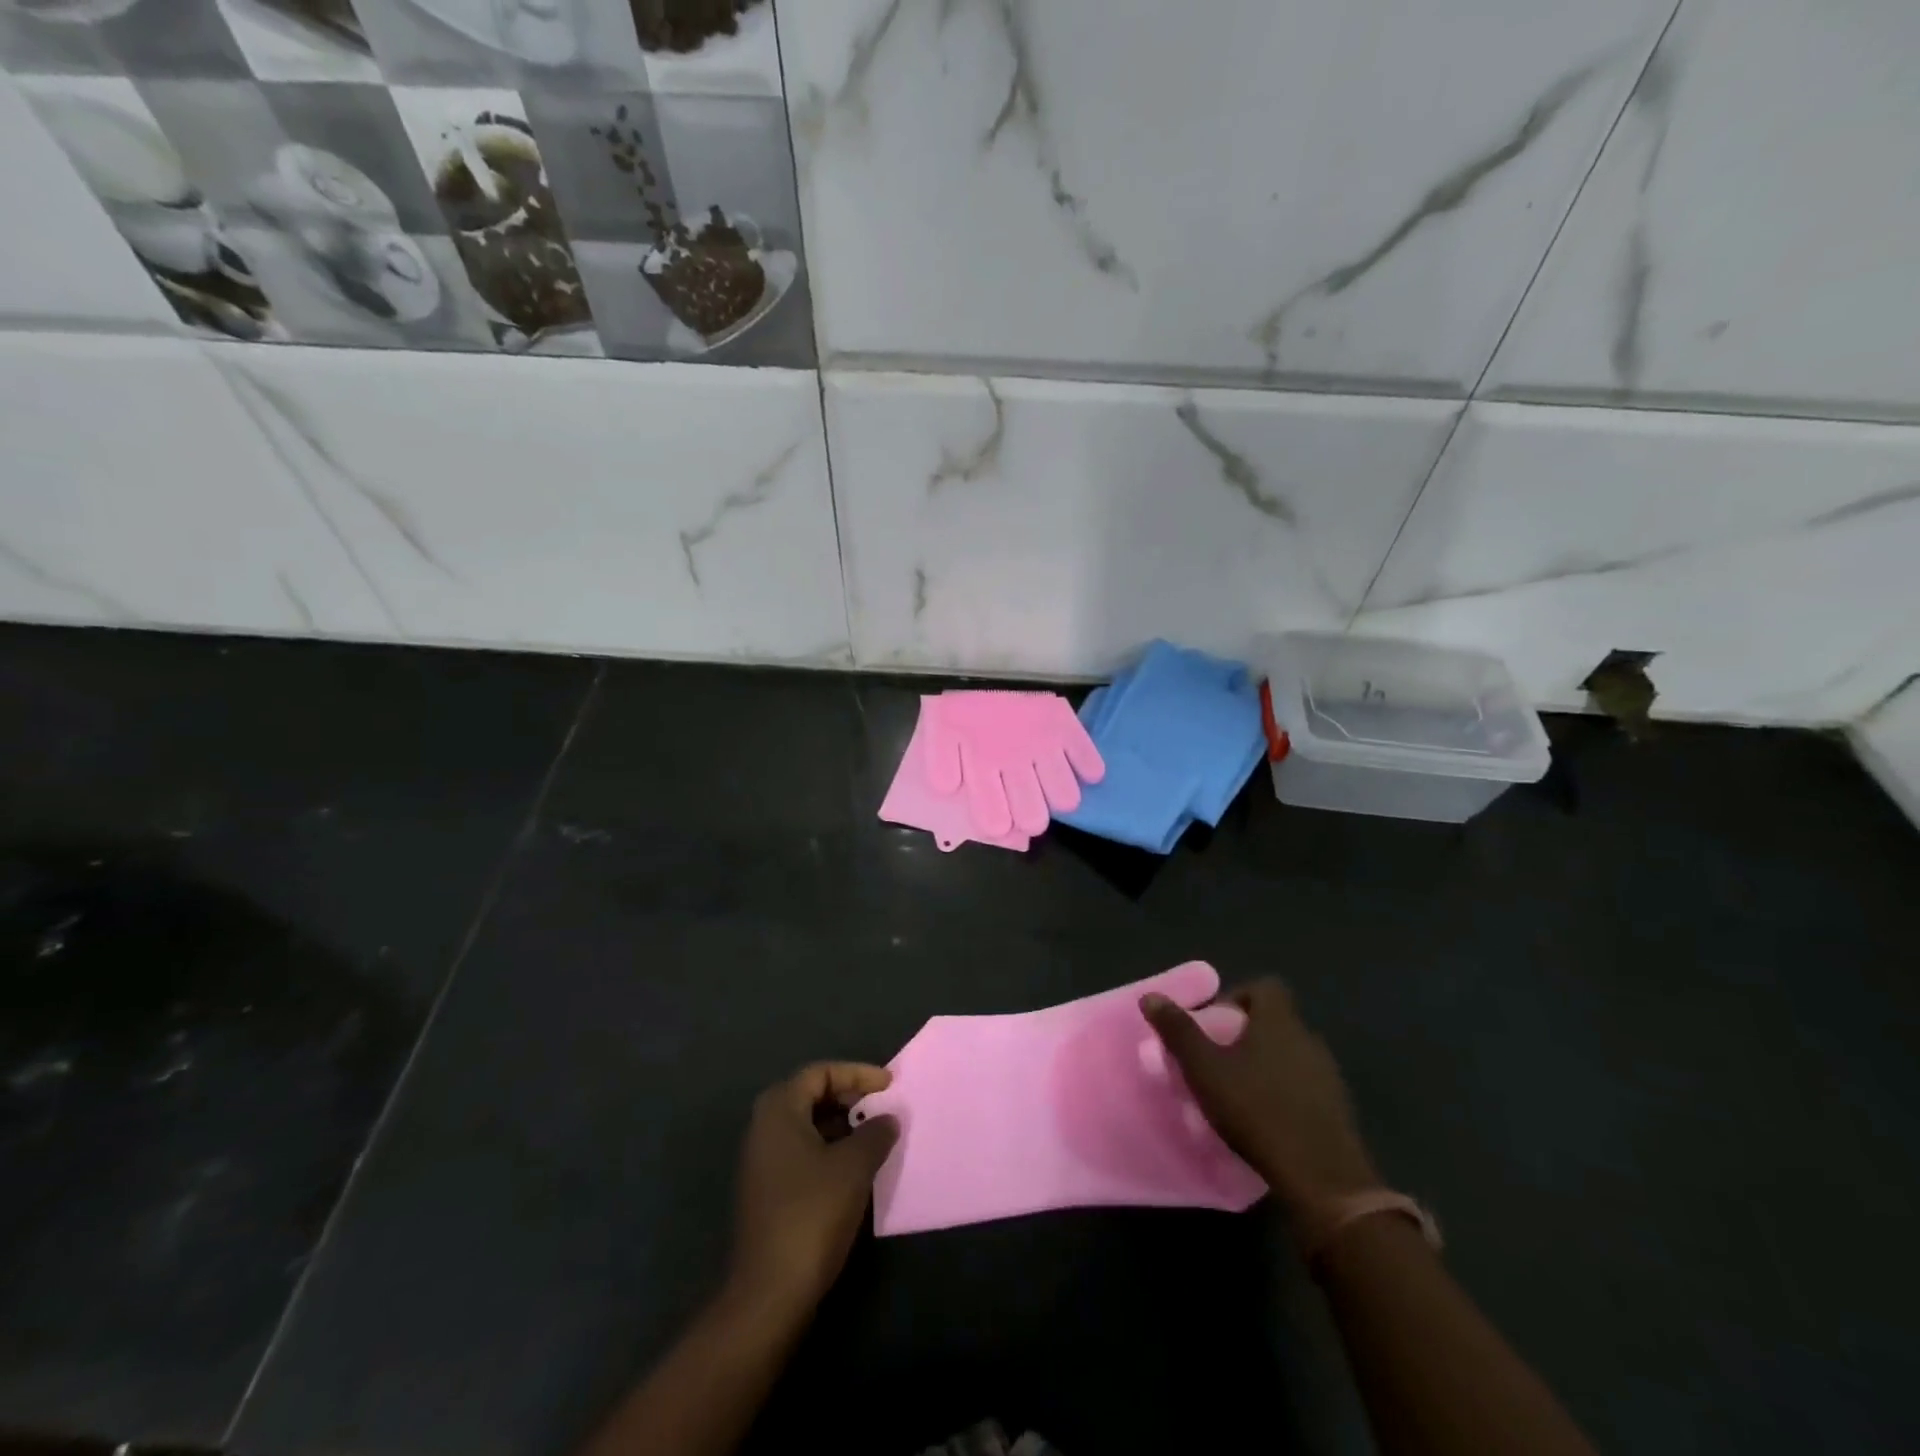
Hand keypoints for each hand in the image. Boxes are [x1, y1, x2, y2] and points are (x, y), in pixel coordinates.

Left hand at [728, 1063, 899, 1315]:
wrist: (770, 1293)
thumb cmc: (812, 1213)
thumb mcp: (854, 1166)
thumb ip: (875, 1133)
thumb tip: (887, 1118)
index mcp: (779, 1110)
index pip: (820, 1073)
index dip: (857, 1073)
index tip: (889, 1085)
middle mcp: (763, 1128)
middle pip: (810, 1095)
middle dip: (848, 1096)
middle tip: (879, 1106)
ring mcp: (761, 1161)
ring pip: (806, 1125)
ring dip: (840, 1124)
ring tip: (873, 1136)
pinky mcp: (766, 1191)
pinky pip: (801, 1151)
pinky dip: (828, 1148)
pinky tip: (852, 1168)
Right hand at [1142, 979, 1379, 1227]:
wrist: (1323, 1178)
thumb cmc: (1257, 1111)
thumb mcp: (1205, 1070)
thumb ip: (1178, 1031)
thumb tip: (1151, 996)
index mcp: (1280, 1022)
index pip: (1266, 987)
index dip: (1239, 996)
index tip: (1216, 1022)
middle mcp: (1308, 1039)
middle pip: (1276, 1021)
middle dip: (1247, 1034)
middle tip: (1219, 1059)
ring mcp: (1328, 1075)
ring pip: (1291, 1054)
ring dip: (1266, 1064)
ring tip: (1238, 1091)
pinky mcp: (1338, 1109)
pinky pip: (1305, 1085)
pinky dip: (1285, 1092)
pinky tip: (1265, 1118)